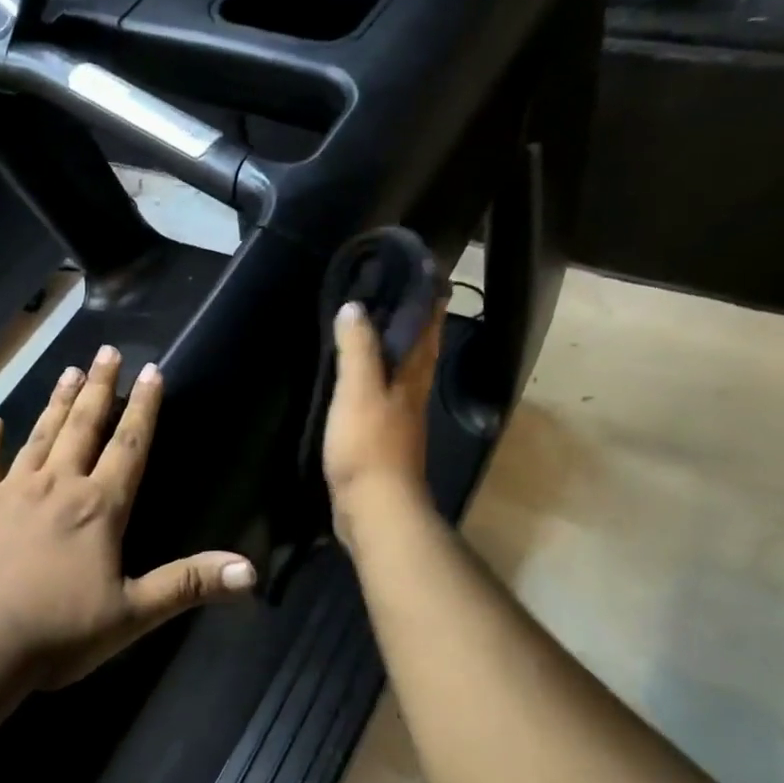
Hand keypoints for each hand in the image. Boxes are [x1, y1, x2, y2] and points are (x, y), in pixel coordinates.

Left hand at [0, 345, 257, 692]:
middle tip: (106, 351)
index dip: (144, 408)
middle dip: (99, 388)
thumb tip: (252, 571)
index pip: (129, 446)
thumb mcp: (131, 616)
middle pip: (83, 427)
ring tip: (68, 370)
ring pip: (39, 436)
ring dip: (56, 404)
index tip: (151, 370)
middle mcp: (56, 486)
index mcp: (98, 508)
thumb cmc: (54, 633)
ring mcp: (9, 493)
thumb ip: (188, 584)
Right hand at [322, 299, 446, 544]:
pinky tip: (360, 380)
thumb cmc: (368, 446)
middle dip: (414, 323)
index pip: (427, 329)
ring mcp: (400, 419)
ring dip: (395, 350)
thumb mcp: (358, 391)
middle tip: (397, 295)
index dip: (428, 302)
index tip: (424, 274)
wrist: (375, 508)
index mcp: (412, 377)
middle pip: (419, 351)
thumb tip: (355, 306)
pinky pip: (382, 397)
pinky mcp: (382, 440)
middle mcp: (413, 393)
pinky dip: (375, 379)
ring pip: (402, 374)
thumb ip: (358, 349)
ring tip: (376, 328)